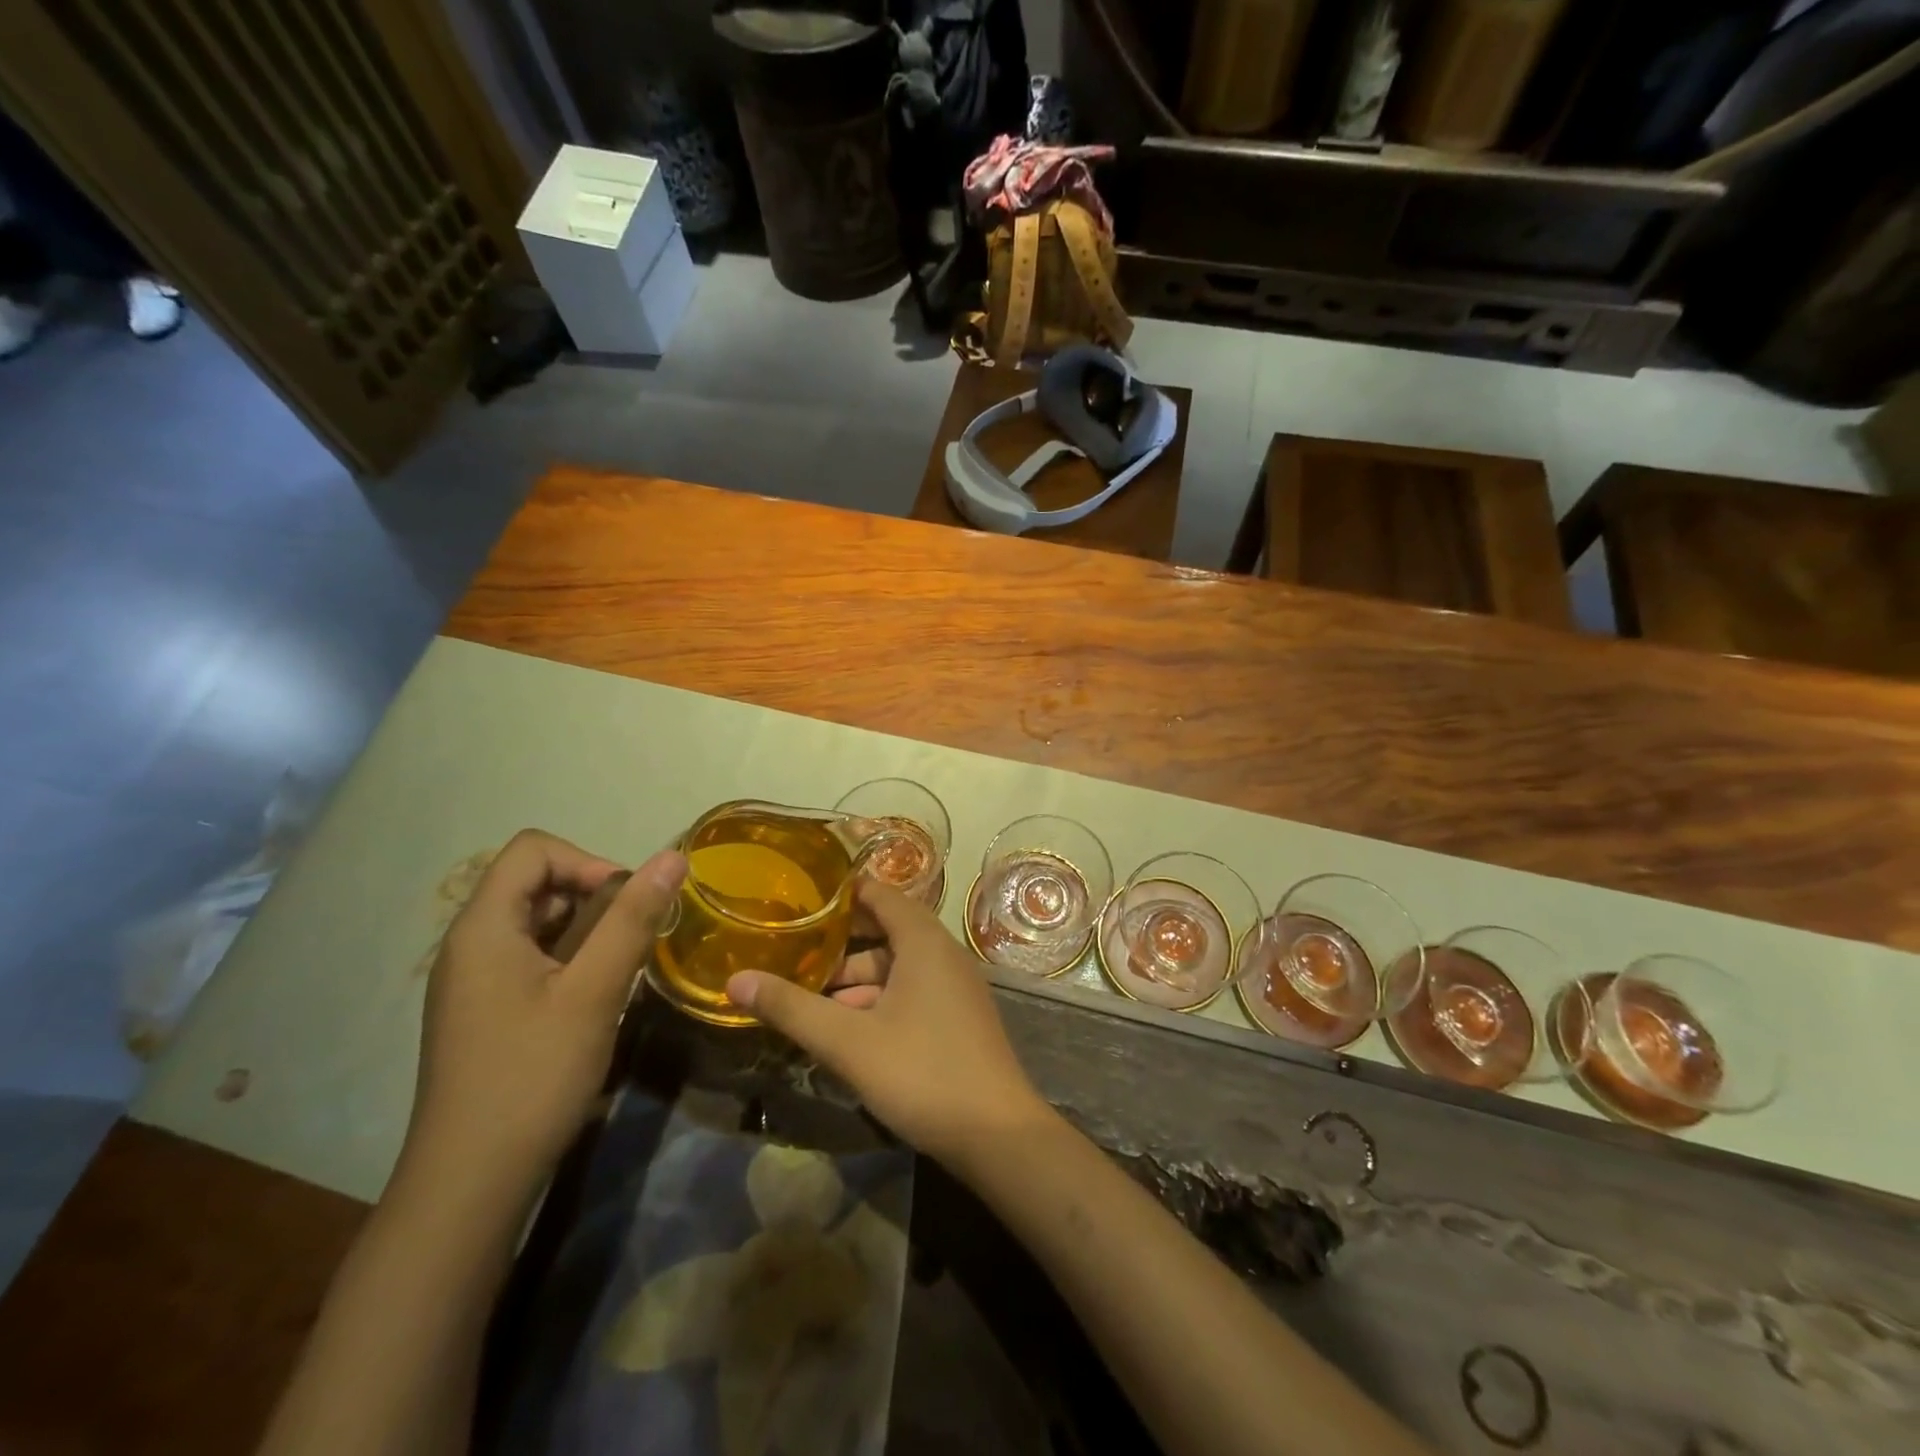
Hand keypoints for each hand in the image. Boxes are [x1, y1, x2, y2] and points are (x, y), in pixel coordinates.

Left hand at [402, 830, 685, 1205]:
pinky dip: (572, 960)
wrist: (470, 1184)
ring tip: (620, 971)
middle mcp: (470, 943)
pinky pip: (532, 957)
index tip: (626, 904)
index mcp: (483, 927)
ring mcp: (474, 980)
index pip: (534, 850)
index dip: (588, 861)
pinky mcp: (485, 1009)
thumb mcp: (594, 991)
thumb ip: (634, 918)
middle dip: (594, 897)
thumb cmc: (532, 1076)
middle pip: (536, 882)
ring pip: (539, 922)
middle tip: (633, 941)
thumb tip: (675, 856)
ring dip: (588, 931)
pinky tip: (596, 998)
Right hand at [725, 880, 1052, 1169]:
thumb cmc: (922, 1072)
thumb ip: (792, 1008)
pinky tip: (846, 1028)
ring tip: (808, 996)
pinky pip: (911, 991)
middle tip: (791, 949)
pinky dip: (878, 1000)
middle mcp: (943, 954)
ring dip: (855, 979)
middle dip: (839, 942)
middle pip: (885, 930)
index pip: (879, 894)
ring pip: (896, 967)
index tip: (798, 898)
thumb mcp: (848, 1041)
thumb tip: (735, 980)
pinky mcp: (956, 1017)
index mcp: (923, 941)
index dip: (840, 893)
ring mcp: (954, 987)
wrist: (997, 1134)